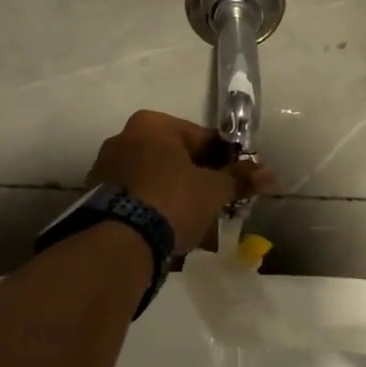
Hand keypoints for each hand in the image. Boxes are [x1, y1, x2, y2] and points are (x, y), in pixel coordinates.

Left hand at [86, 111, 269, 250]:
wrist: (119, 242)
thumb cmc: (171, 201)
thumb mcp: (212, 190)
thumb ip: (239, 179)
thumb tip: (270, 173)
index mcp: (153, 124)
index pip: (202, 137)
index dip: (225, 159)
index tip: (237, 180)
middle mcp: (124, 137)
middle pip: (175, 157)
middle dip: (198, 179)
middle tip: (218, 203)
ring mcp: (106, 167)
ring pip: (155, 178)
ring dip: (176, 195)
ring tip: (194, 222)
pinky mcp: (95, 196)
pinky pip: (137, 196)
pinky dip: (154, 208)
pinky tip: (168, 229)